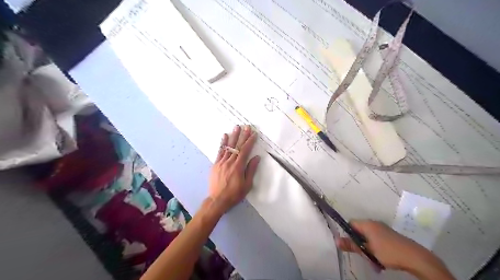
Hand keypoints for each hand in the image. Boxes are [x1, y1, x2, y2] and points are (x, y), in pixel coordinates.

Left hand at [208, 125, 261, 213]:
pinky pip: (220, 151)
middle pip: (237, 146)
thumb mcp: (247, 185)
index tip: (254, 134)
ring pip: (228, 147)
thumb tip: (256, 157)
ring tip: (237, 127)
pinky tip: (225, 136)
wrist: (217, 200)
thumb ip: (251, 170)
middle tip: (246, 126)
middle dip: (243, 136)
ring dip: (233, 136)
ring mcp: (221, 162)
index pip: (245, 150)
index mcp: (238, 166)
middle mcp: (229, 162)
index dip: (250, 141)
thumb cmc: (234, 194)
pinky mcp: (215, 164)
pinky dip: (223, 143)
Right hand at [337, 220, 438, 272]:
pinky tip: (381, 261)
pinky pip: (377, 240)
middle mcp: (374, 223)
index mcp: (367, 224)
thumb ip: (351, 245)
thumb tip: (336, 241)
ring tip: (373, 262)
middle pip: (360, 231)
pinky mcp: (391, 236)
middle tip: (362, 256)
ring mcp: (384, 229)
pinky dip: (376, 249)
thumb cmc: (388, 252)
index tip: (351, 245)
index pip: (351, 223)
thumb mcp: (367, 250)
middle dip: (359, 244)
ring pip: (369, 238)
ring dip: (368, 249)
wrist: (415, 257)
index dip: (348, 233)